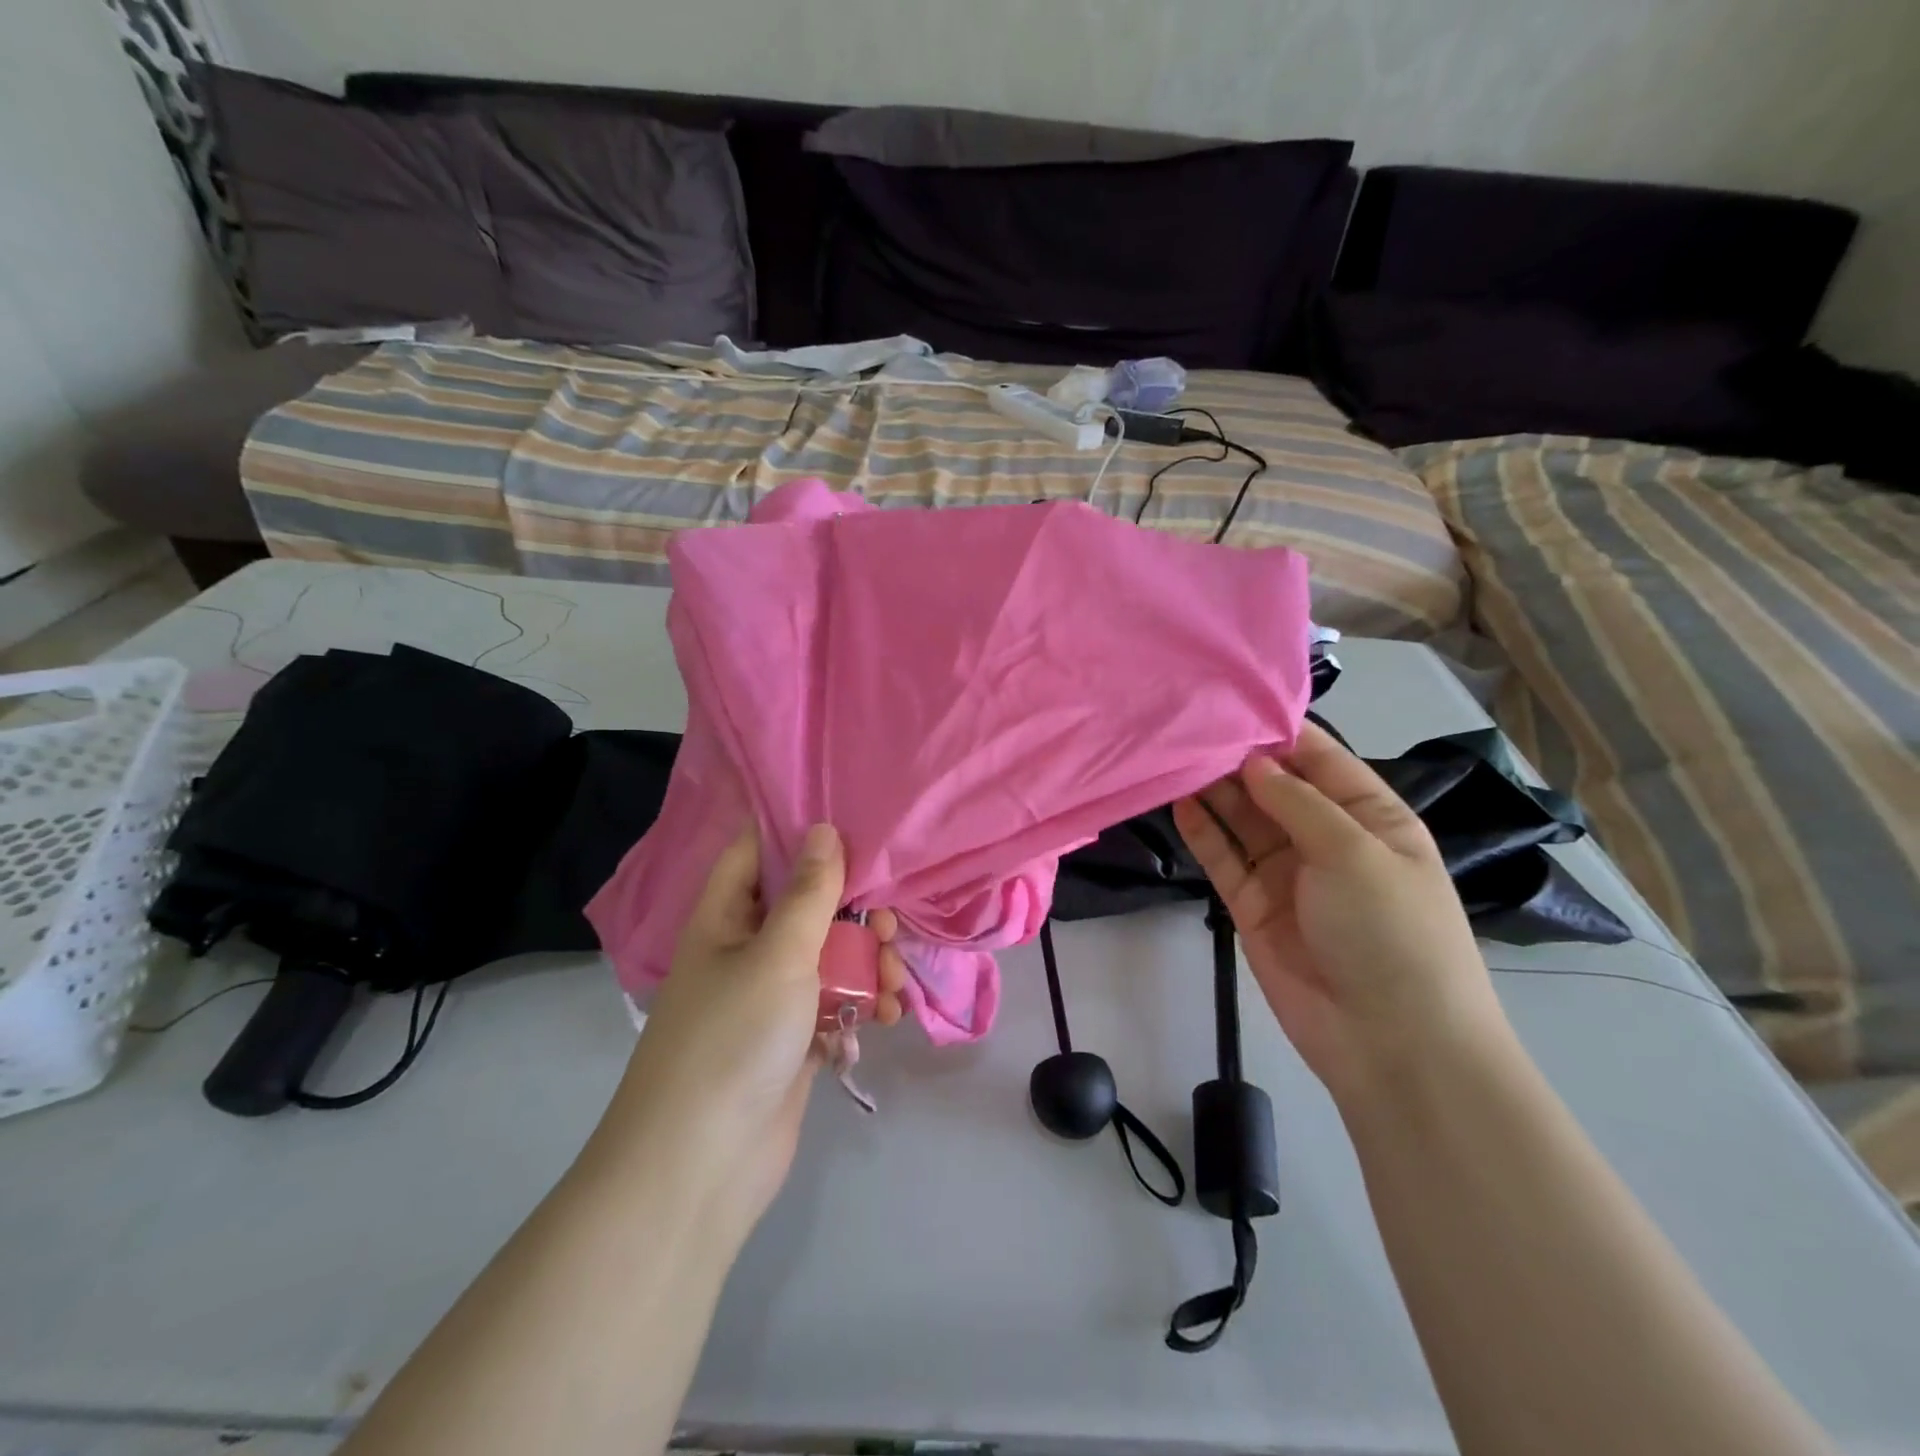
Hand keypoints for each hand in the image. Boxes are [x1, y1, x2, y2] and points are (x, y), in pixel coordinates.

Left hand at [597, 823, 906, 1233]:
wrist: (703, 1167)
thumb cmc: (733, 1039)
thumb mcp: (777, 955)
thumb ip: (808, 893)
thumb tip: (823, 829)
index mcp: (725, 918)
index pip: (756, 852)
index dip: (796, 831)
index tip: (850, 819)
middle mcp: (747, 950)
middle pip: (806, 906)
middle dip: (853, 910)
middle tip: (887, 923)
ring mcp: (770, 998)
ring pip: (829, 956)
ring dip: (867, 963)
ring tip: (891, 981)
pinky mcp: (794, 1039)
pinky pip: (835, 1003)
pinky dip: (862, 1004)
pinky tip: (888, 1016)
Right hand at [1173, 723, 1509, 1103]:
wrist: (1391, 1043)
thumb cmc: (1392, 932)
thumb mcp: (1356, 853)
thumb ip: (1298, 803)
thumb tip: (1253, 760)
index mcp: (1371, 818)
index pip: (1321, 760)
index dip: (1279, 732)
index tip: (1231, 701)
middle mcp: (1327, 839)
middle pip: (1275, 787)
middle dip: (1237, 758)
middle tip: (1188, 726)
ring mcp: (1287, 873)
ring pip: (1243, 819)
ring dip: (1214, 790)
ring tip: (1174, 755)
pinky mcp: (1252, 904)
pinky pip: (1223, 858)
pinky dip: (1202, 831)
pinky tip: (1177, 802)